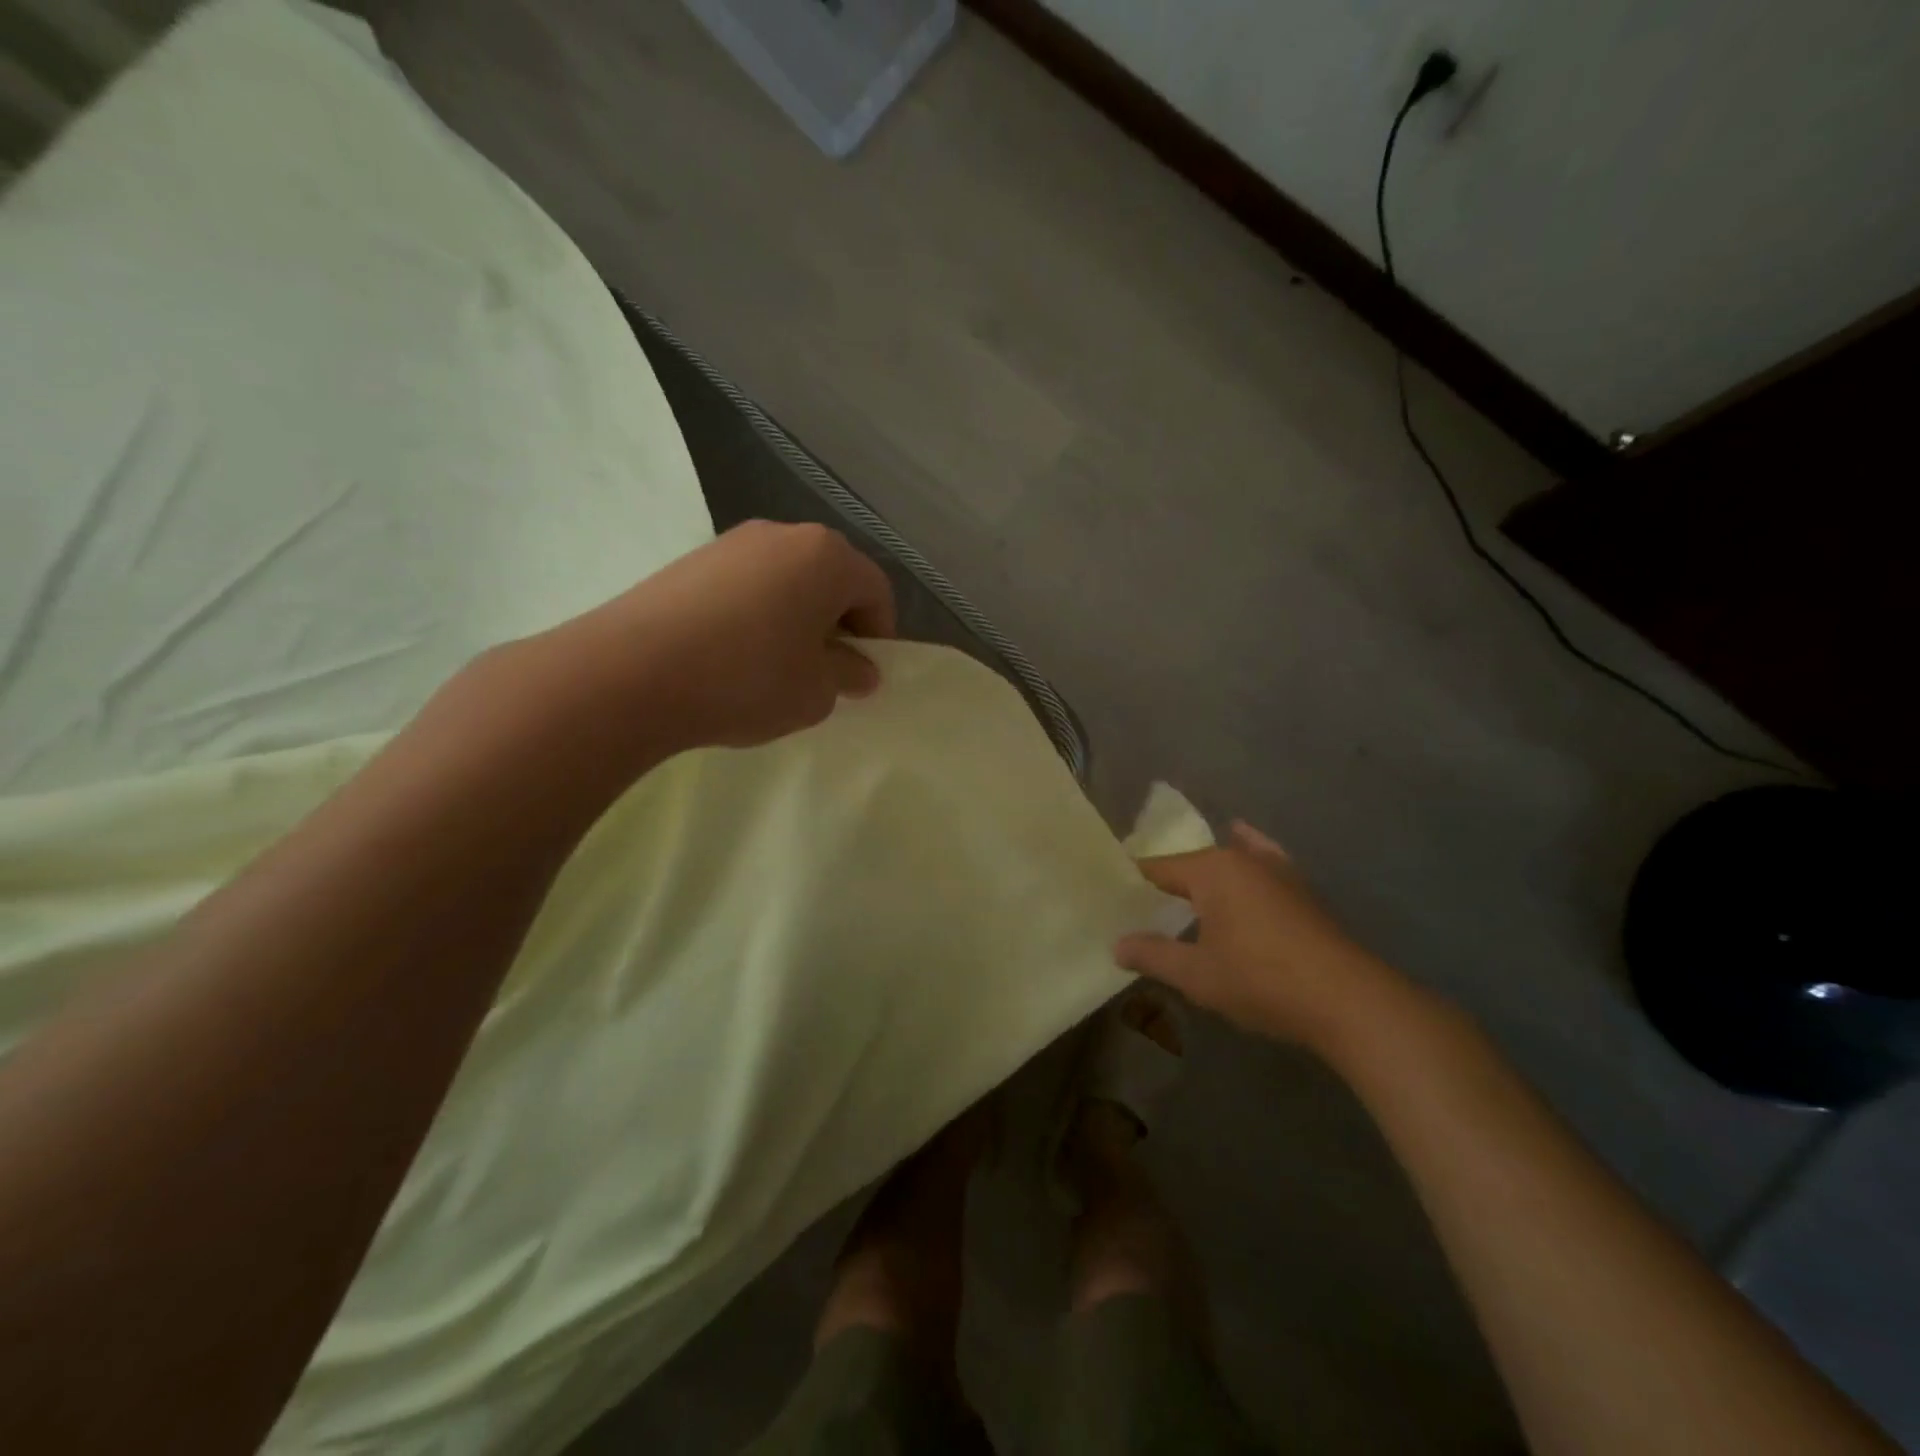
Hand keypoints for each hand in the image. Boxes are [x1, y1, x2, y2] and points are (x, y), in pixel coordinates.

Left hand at [558, 521, 896, 751]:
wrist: (632, 673)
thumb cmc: (747, 679)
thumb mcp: (817, 692)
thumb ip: (848, 675)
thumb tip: (859, 668)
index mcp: (827, 557)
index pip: (876, 590)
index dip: (878, 635)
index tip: (860, 675)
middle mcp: (783, 534)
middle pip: (830, 578)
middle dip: (837, 623)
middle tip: (822, 670)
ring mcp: (732, 542)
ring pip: (786, 580)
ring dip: (795, 618)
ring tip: (774, 666)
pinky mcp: (691, 560)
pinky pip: (746, 585)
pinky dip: (755, 615)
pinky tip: (732, 655)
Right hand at [1115, 821, 1415, 1051]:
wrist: (1348, 1000)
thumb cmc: (1262, 980)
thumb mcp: (1197, 975)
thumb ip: (1153, 956)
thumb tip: (1116, 945)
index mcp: (1212, 869)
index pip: (1158, 868)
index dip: (1133, 882)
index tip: (1111, 896)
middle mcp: (1243, 859)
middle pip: (1192, 864)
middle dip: (1167, 883)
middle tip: (1140, 906)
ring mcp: (1278, 871)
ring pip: (1228, 862)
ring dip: (1205, 876)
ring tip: (1180, 890)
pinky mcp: (1301, 890)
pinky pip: (1263, 862)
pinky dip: (1248, 857)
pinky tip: (1245, 847)